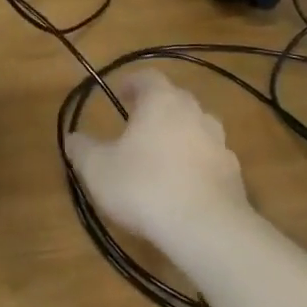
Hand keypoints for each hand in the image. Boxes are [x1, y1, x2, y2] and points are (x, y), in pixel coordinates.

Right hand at [65, 69, 248, 246]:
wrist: (206, 229)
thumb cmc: (144, 187)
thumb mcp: (97, 169)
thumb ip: (81, 149)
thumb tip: (72, 138)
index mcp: (161, 101)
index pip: (147, 77)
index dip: (132, 82)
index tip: (119, 94)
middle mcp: (194, 112)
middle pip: (175, 100)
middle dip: (156, 109)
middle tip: (137, 126)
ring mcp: (220, 142)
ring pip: (196, 128)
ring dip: (179, 137)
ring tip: (161, 158)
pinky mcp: (234, 173)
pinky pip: (210, 159)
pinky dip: (196, 165)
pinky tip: (183, 188)